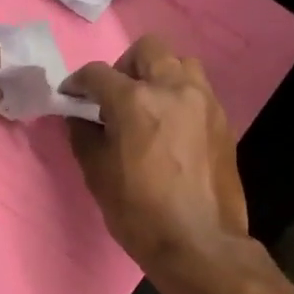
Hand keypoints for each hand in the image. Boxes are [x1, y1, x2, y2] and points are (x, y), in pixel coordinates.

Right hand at [63, 35, 249, 272]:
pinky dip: (180, 96)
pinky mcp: (223, 119)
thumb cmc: (139, 213)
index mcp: (135, 101)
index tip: (71, 96)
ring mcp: (203, 101)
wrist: (199, 243)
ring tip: (148, 105)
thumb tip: (79, 117)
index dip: (78, 83)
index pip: (98, 74)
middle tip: (115, 96)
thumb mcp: (97, 175)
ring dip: (159, 74)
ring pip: (180, 62)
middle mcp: (173, 89)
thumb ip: (84, 136)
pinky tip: (171, 127)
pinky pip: (198, 90)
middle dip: (124, 66)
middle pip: (147, 49)